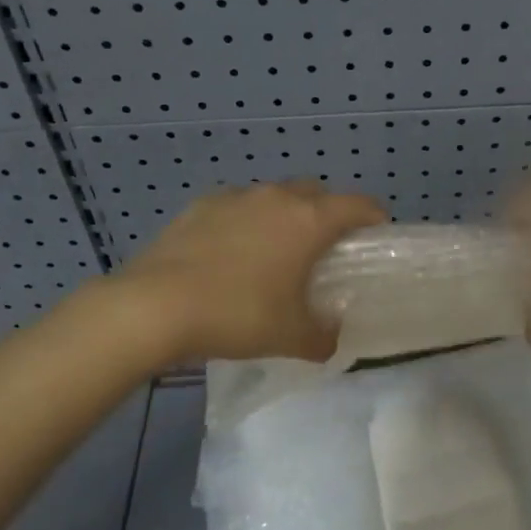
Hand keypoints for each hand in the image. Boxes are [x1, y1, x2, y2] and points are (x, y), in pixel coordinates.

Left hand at [120, 180, 387, 363]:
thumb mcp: (292, 337)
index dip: (374, 218)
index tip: (375, 236)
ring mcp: (236, 197)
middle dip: (327, 213)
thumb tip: (333, 336)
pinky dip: (245, 222)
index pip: (359, 205)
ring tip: (273, 253)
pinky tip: (230, 255)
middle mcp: (277, 197)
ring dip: (284, 216)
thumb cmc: (238, 315)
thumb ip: (324, 336)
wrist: (155, 306)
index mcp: (309, 221)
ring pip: (274, 196)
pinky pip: (237, 206)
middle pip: (317, 192)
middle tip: (323, 249)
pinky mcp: (200, 205)